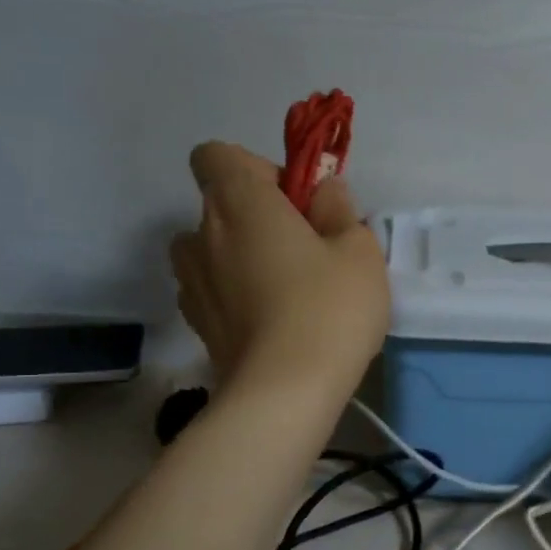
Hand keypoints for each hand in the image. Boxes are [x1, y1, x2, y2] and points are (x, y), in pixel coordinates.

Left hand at [170, 142, 390, 388]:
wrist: (283, 394)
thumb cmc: (328, 308)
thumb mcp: (358, 250)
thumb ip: (339, 209)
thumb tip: (323, 192)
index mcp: (239, 202)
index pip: (216, 155)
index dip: (255, 169)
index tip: (293, 201)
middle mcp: (202, 234)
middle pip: (218, 204)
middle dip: (256, 216)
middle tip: (303, 250)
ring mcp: (192, 283)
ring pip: (210, 249)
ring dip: (238, 255)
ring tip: (282, 289)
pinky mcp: (197, 324)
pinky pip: (211, 290)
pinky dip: (233, 294)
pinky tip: (269, 322)